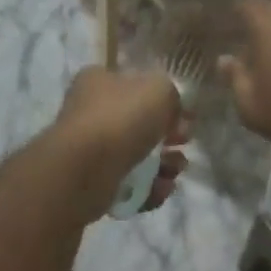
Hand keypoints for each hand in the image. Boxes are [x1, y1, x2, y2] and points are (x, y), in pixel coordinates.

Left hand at [51, 67, 188, 218]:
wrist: (84, 170)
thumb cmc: (121, 119)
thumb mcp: (160, 90)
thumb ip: (172, 93)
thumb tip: (172, 108)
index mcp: (99, 81)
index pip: (135, 84)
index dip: (164, 99)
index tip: (186, 115)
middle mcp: (91, 112)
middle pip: (139, 123)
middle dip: (168, 136)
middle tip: (184, 142)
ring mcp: (90, 150)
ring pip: (137, 157)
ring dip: (164, 164)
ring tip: (175, 171)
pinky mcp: (93, 183)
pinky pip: (129, 184)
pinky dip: (149, 188)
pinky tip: (162, 188)